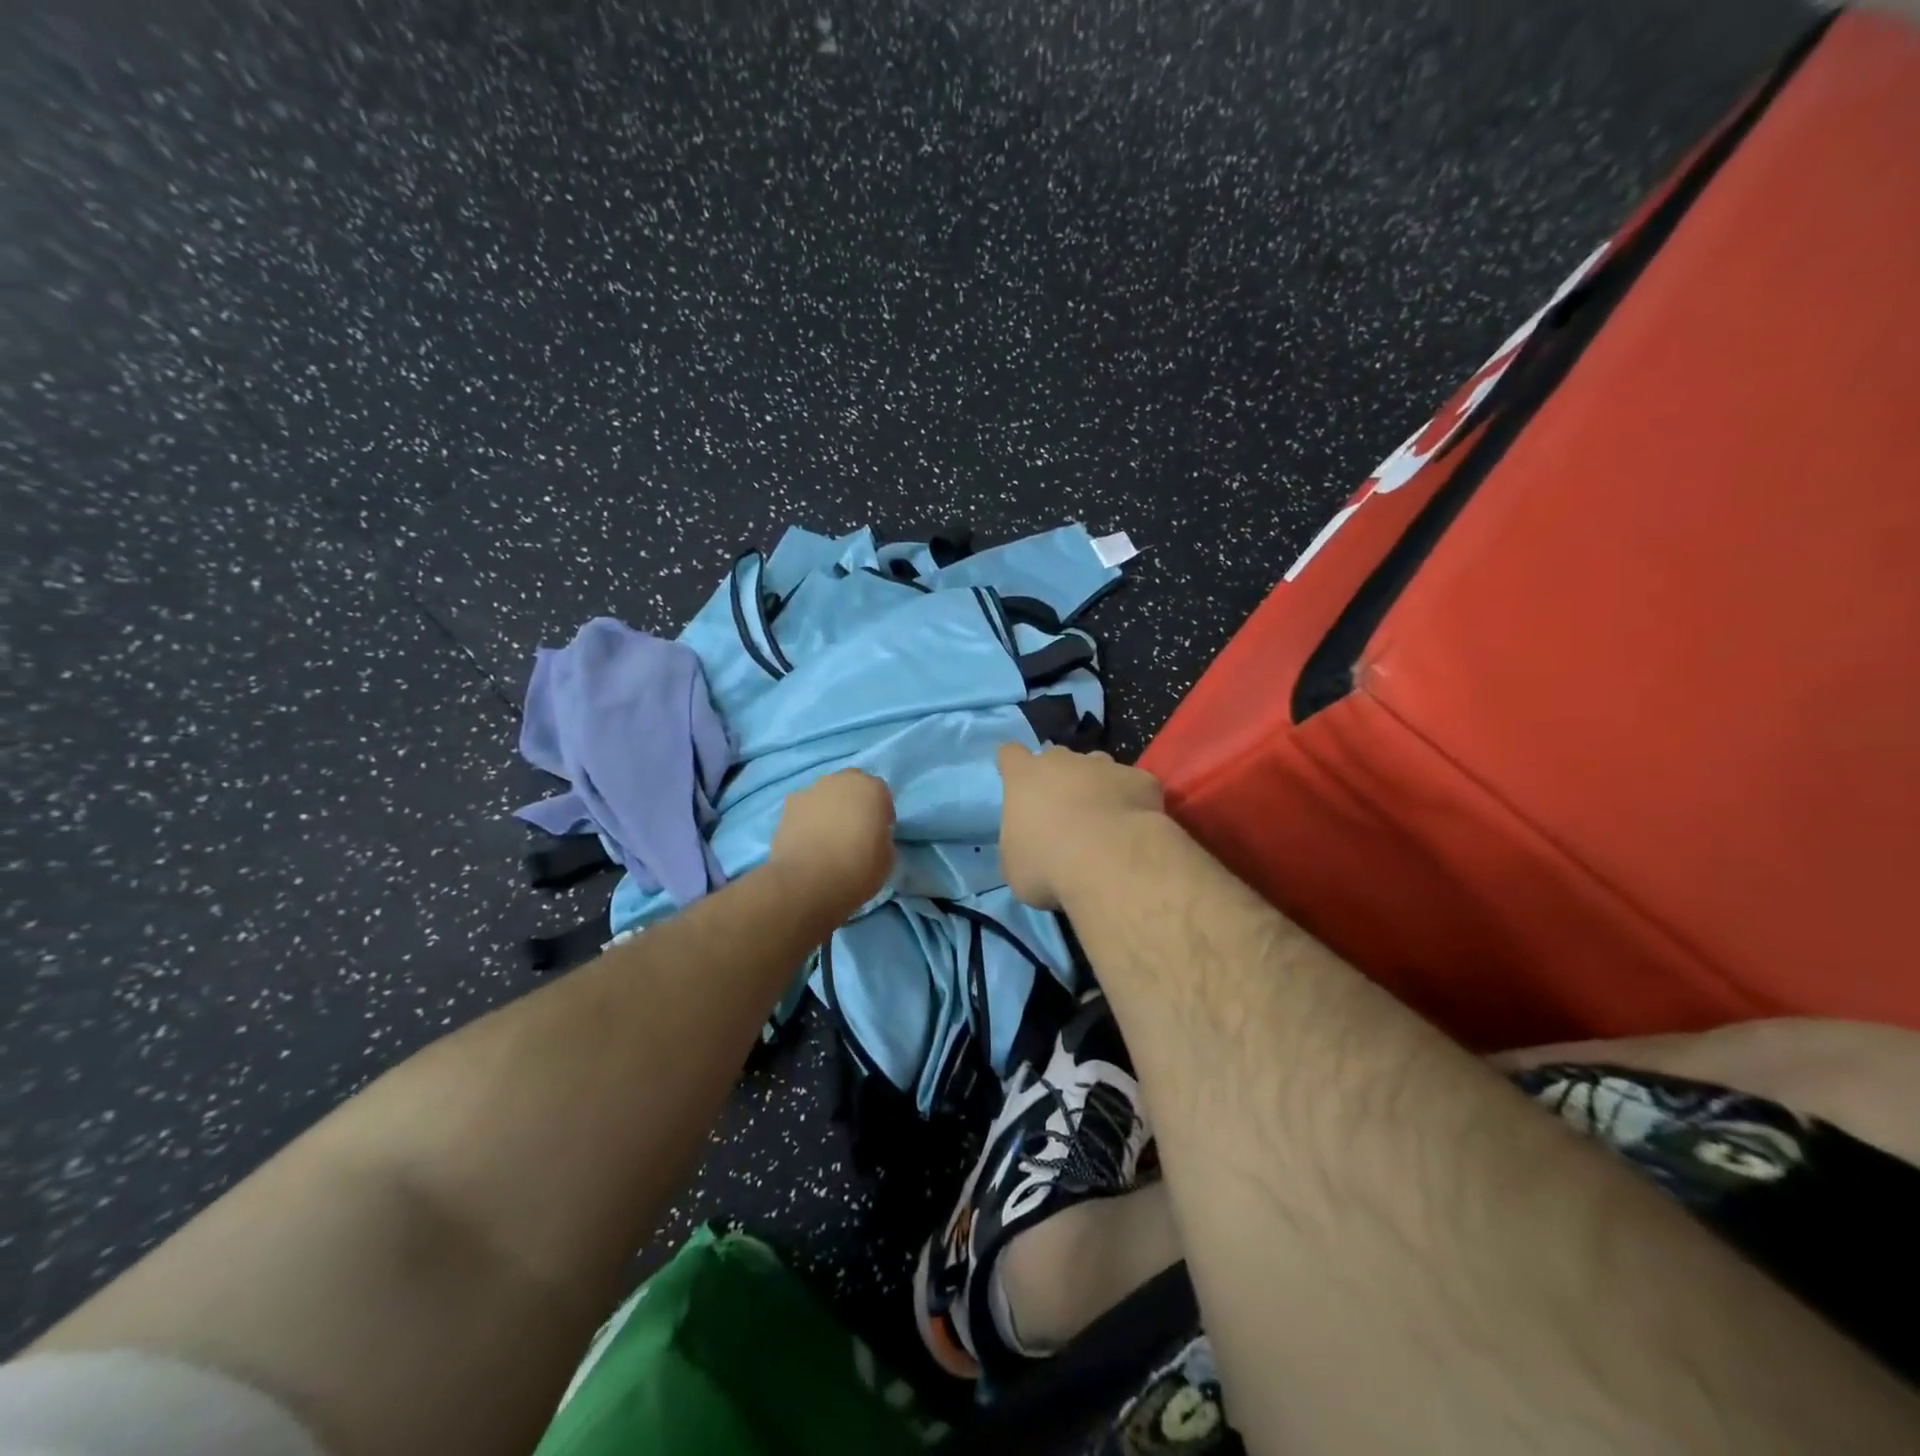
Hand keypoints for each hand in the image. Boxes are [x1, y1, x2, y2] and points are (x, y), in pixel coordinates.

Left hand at [768, 769, 896, 912]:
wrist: (808, 880)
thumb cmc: (857, 868)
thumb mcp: (887, 857)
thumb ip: (882, 837)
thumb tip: (873, 837)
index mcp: (872, 789)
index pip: (882, 794)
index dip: (881, 814)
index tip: (879, 833)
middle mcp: (842, 781)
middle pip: (852, 785)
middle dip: (855, 801)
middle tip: (854, 829)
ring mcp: (812, 790)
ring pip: (826, 793)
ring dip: (830, 807)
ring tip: (827, 836)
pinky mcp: (788, 806)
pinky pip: (805, 808)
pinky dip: (808, 818)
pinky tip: (808, 840)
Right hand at [996, 743, 1165, 909]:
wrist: (1110, 862)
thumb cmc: (1048, 864)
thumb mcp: (1015, 866)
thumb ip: (1018, 845)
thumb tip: (1028, 848)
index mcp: (1024, 777)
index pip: (1010, 754)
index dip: (1013, 765)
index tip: (1016, 780)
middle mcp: (1063, 761)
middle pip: (1057, 758)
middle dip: (1059, 778)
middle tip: (1063, 812)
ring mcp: (1105, 766)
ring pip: (1097, 767)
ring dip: (1096, 786)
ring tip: (1102, 820)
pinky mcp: (1141, 780)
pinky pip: (1134, 786)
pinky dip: (1132, 801)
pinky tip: (1134, 829)